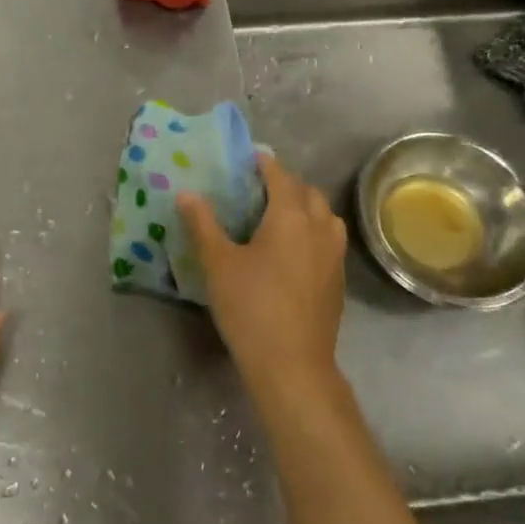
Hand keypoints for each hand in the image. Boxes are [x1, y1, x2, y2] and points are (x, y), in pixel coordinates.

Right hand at [177, 155, 347, 394]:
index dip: (265, 164)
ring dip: (305, 207)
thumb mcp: (218, 263)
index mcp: (290, 216)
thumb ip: (203, 224)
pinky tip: (293, 251)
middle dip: (286, 184)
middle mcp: (319, 228)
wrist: (292, 365)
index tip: (249, 159)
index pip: (280, 176)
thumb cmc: (251, 307)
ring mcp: (334, 255)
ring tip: (278, 217)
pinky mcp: (338, 280)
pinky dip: (313, 231)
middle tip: (258, 190)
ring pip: (325, 216)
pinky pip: (328, 240)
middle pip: (308, 192)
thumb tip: (186, 193)